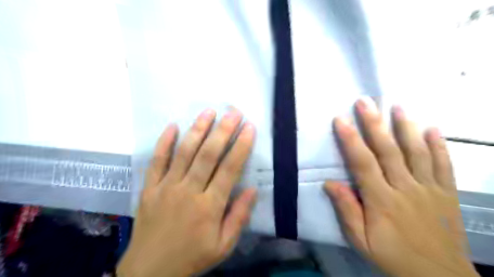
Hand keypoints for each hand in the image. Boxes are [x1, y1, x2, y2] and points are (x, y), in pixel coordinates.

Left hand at [117, 110, 256, 276]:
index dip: (241, 146)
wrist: (149, 272)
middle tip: (233, 112)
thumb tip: (253, 189)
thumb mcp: (223, 245)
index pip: (229, 169)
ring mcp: (166, 187)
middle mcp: (188, 190)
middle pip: (208, 154)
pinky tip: (173, 126)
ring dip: (198, 129)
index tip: (249, 128)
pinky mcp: (150, 188)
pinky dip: (164, 142)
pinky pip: (156, 161)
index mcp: (209, 206)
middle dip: (223, 130)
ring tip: (209, 112)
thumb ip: (239, 216)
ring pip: (184, 152)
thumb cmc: (191, 257)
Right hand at [325, 97, 477, 276]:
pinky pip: (444, 165)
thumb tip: (330, 183)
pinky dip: (439, 146)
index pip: (362, 163)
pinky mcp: (446, 193)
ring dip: (406, 127)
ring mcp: (429, 189)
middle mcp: (405, 188)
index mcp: (381, 200)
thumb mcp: (360, 240)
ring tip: (397, 106)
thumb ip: (346, 210)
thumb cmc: (392, 256)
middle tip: (365, 101)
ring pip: (417, 152)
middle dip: (374, 124)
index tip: (340, 119)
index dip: (350, 139)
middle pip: (388, 150)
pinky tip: (433, 128)